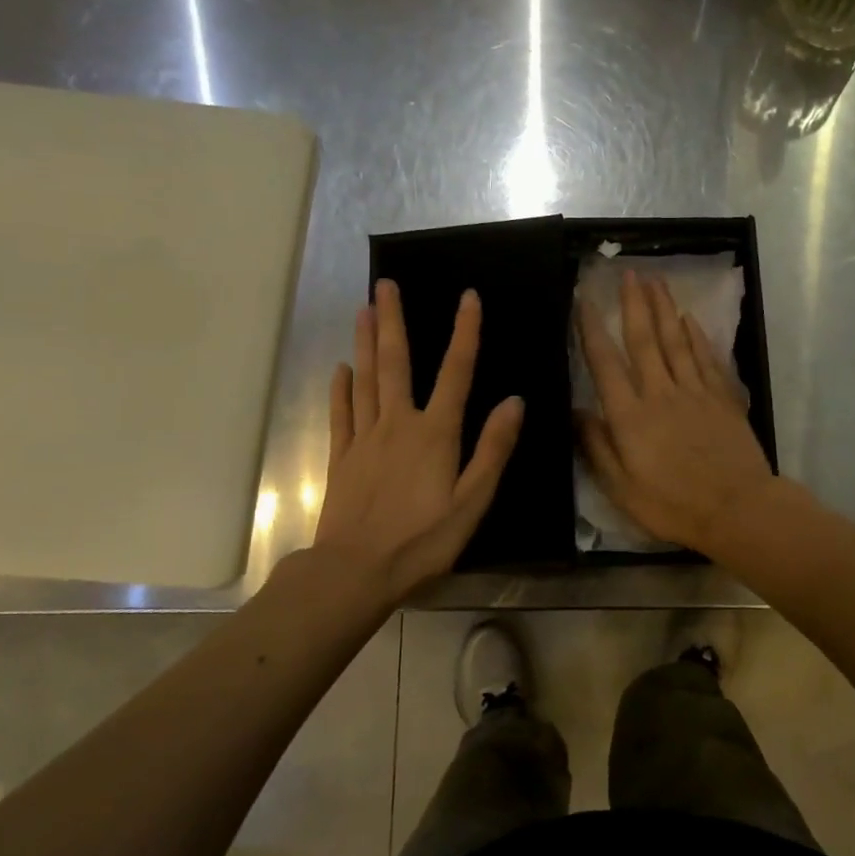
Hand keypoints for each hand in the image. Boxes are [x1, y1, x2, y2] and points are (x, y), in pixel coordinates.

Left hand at [314, 280, 522, 605]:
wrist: (356, 571)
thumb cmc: (423, 540)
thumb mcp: (473, 500)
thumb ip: (493, 449)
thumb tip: (514, 401)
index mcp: (435, 433)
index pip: (455, 371)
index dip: (465, 332)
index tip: (468, 297)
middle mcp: (398, 424)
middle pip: (395, 362)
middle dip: (393, 320)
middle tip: (385, 284)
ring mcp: (364, 438)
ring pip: (365, 379)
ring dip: (364, 342)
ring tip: (363, 309)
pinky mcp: (342, 457)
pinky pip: (341, 414)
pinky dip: (341, 389)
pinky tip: (341, 370)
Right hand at [577, 271, 775, 554]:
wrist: (737, 509)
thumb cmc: (672, 505)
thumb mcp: (621, 488)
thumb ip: (596, 447)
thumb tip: (576, 411)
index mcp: (630, 416)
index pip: (605, 363)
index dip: (591, 328)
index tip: (584, 298)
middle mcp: (661, 393)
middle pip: (645, 339)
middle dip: (634, 303)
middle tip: (629, 272)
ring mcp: (695, 392)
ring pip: (676, 340)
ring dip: (665, 308)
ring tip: (656, 281)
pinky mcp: (722, 398)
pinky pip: (706, 357)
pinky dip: (696, 335)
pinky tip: (689, 319)